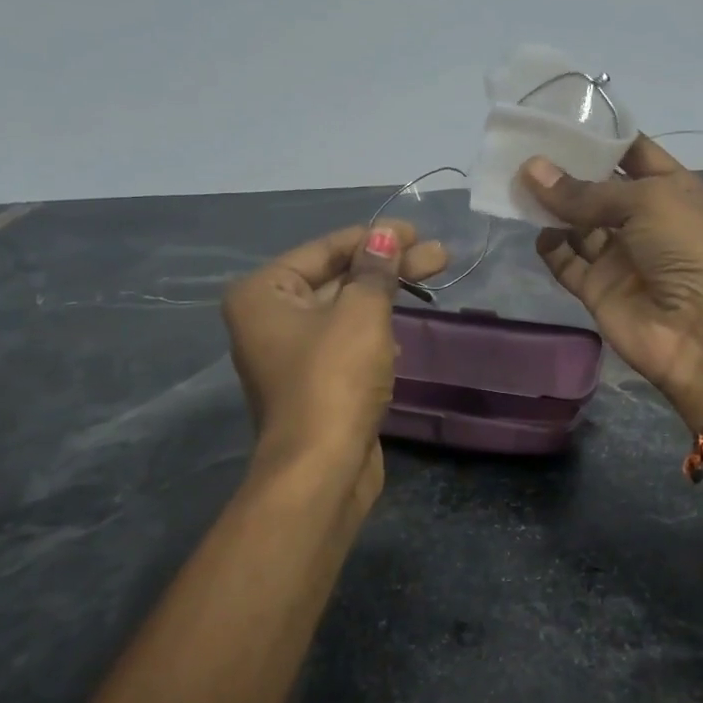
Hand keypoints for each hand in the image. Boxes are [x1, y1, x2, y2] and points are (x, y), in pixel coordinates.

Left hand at [222, 223, 446, 509]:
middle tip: (439, 257)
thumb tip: (386, 234)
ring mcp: (291, 355)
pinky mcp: (315, 384)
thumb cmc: (335, 379)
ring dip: (385, 296)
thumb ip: (375, 270)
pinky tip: (404, 328)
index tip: (417, 232)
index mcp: (263, 293)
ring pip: (345, 311)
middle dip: (388, 266)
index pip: (325, 249)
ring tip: (432, 280)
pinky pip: (347, 342)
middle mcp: (268, 319)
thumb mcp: (361, 314)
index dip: (374, 238)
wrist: (322, 469)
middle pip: (337, 278)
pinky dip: (375, 330)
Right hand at [520, 137, 702, 423]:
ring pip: (578, 224)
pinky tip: (536, 231)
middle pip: (598, 188)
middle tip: (526, 149)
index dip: (600, 136)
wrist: (700, 331)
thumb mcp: (644, 202)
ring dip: (552, 206)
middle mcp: (645, 220)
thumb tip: (531, 170)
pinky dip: (551, 247)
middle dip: (566, 170)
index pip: (632, 153)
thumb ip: (584, 192)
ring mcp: (620, 256)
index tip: (559, 118)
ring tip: (517, 184)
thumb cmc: (686, 248)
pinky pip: (567, 262)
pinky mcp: (598, 289)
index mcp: (671, 189)